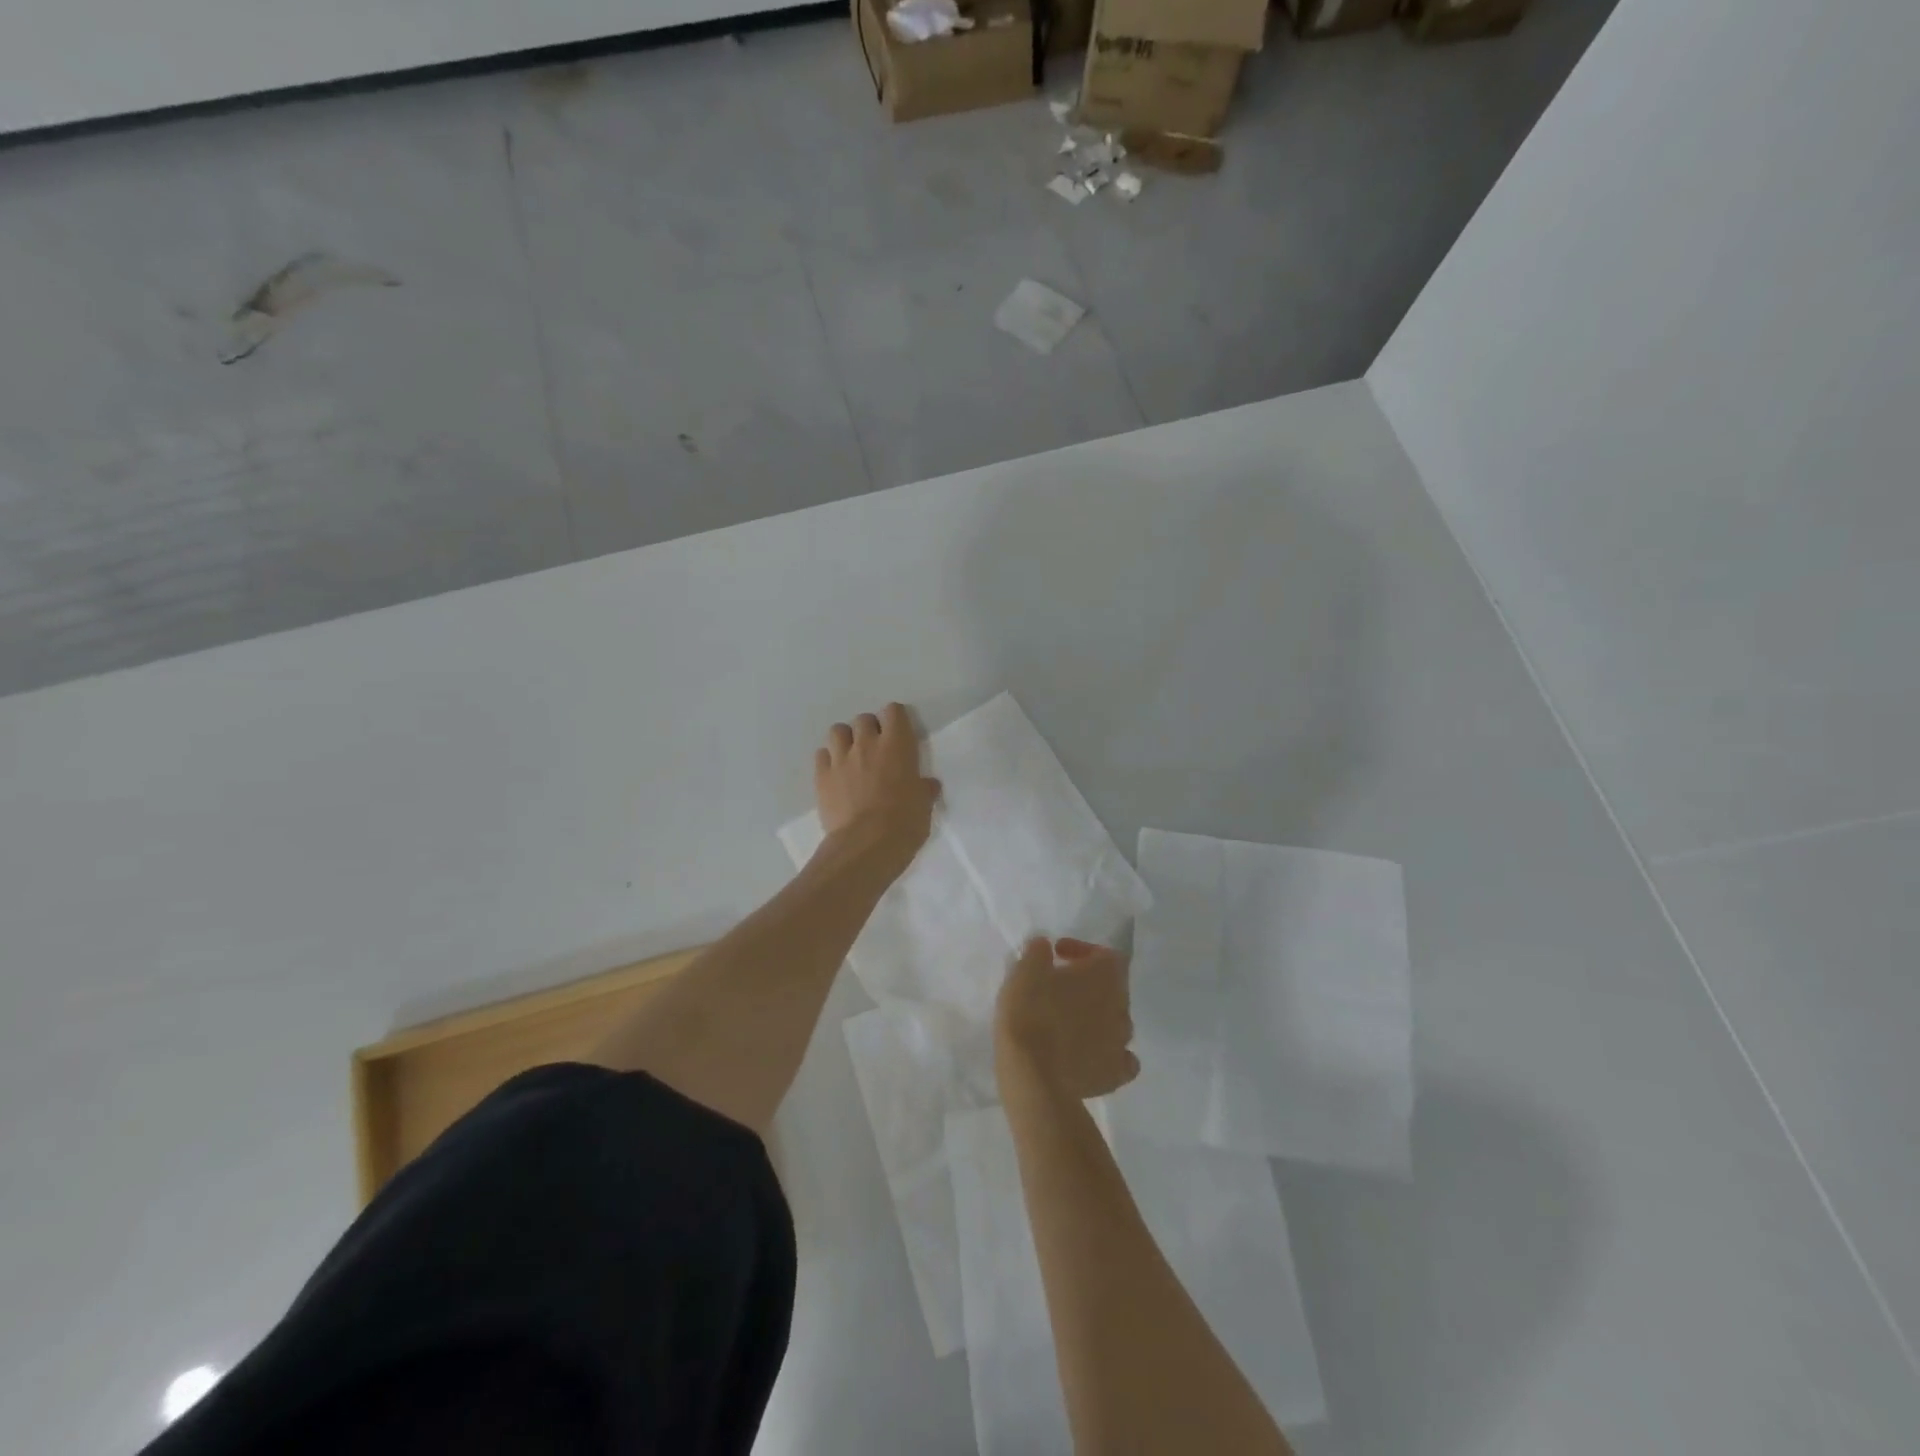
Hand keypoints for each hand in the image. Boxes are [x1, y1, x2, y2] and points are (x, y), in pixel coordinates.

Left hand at [814, 702, 940, 873]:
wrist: (866, 845)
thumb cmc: (904, 823)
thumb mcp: (924, 805)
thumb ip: (924, 789)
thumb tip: (928, 785)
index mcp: (897, 745)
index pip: (893, 711)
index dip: (895, 720)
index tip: (899, 735)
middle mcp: (867, 744)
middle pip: (863, 719)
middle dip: (869, 730)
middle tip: (876, 750)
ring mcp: (840, 759)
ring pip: (837, 731)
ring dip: (846, 740)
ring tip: (852, 757)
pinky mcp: (821, 777)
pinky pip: (821, 755)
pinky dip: (828, 760)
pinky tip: (836, 775)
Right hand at [995, 937, 1138, 1099]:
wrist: (1033, 1075)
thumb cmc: (1030, 1012)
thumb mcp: (1025, 970)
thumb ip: (1038, 952)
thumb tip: (1045, 947)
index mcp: (1105, 976)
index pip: (1106, 954)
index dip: (1083, 951)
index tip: (1056, 955)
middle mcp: (1122, 1006)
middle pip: (1112, 987)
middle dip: (1088, 984)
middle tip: (1057, 987)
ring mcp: (1121, 1043)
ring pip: (1115, 1022)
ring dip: (1095, 1017)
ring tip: (1066, 1022)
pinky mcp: (1113, 1076)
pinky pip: (1119, 1060)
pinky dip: (1105, 1054)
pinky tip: (1086, 1055)